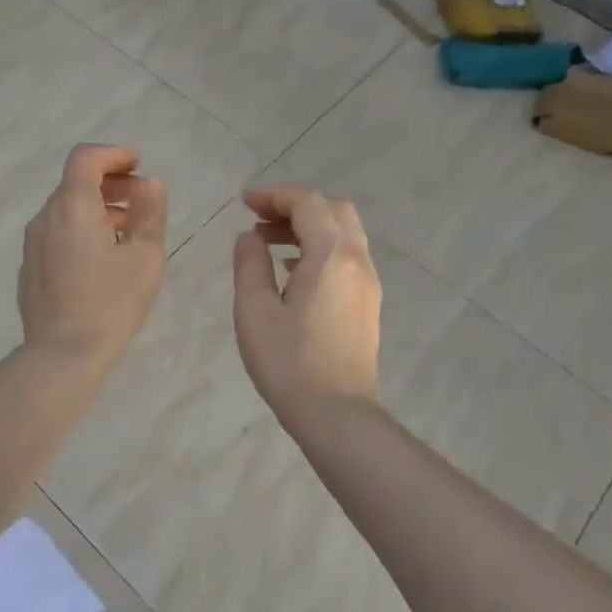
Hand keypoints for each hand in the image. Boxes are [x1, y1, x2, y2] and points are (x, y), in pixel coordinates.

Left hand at [18, 144, 168, 373]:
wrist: (61, 356)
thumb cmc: (110, 304)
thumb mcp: (144, 257)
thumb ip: (150, 213)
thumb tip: (151, 183)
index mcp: (72, 206)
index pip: (85, 158)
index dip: (114, 154)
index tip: (138, 165)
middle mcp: (45, 217)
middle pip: (75, 182)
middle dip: (111, 183)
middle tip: (142, 200)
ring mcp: (33, 243)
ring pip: (66, 210)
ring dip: (97, 208)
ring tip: (128, 231)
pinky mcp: (29, 267)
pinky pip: (57, 233)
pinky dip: (81, 229)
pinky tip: (102, 257)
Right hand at [232, 184, 382, 423]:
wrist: (337, 415)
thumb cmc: (289, 362)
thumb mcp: (254, 310)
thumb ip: (250, 264)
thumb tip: (250, 237)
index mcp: (331, 256)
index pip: (308, 203)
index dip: (274, 196)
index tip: (244, 204)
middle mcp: (357, 261)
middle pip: (333, 210)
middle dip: (295, 206)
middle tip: (259, 219)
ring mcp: (368, 283)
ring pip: (344, 233)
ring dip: (308, 226)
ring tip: (269, 243)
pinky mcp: (367, 303)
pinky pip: (347, 256)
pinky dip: (320, 247)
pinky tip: (292, 270)